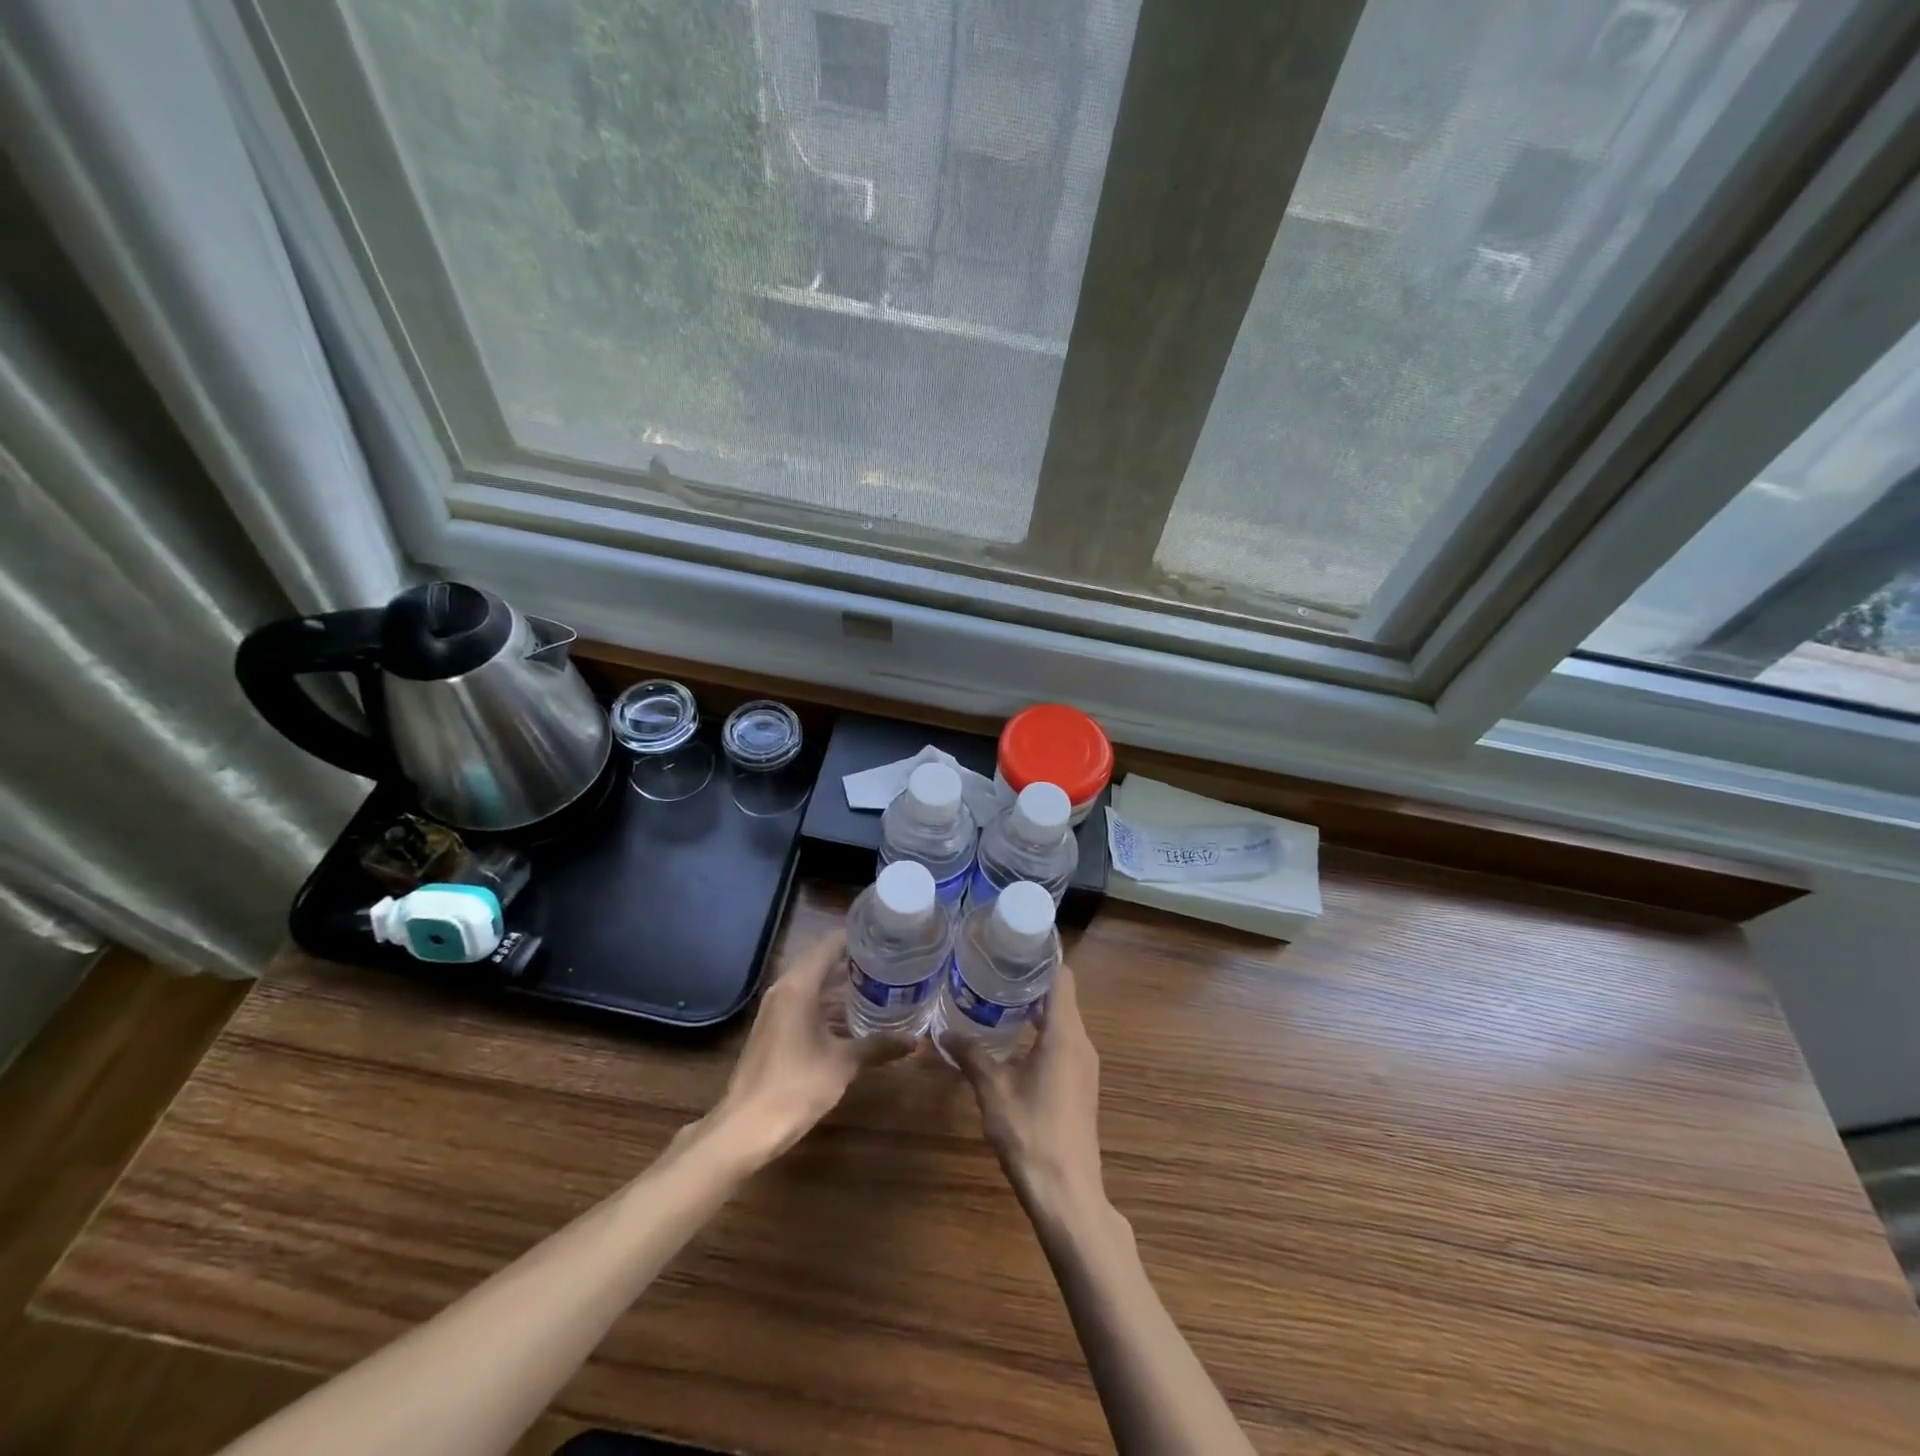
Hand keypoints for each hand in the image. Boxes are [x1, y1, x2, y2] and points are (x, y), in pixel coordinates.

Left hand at [710, 928, 910, 1162]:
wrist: (746, 1128)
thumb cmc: (796, 1086)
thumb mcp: (843, 1064)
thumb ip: (878, 1046)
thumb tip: (914, 1041)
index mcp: (800, 985)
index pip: (832, 944)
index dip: (859, 938)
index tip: (889, 938)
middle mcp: (785, 989)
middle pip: (823, 961)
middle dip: (855, 962)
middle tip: (891, 962)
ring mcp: (776, 1009)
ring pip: (814, 984)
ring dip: (842, 985)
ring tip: (880, 985)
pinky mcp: (774, 1029)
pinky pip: (805, 1002)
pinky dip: (828, 1003)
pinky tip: (853, 1018)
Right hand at [947, 963, 1103, 1218]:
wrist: (1067, 1194)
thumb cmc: (1031, 1133)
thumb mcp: (993, 1090)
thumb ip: (971, 1055)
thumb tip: (943, 1032)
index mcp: (1065, 1034)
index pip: (1061, 977)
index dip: (1040, 957)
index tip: (1011, 945)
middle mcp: (1081, 1043)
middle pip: (1060, 997)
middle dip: (1028, 982)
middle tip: (991, 969)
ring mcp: (1084, 1066)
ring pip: (1061, 1022)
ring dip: (1033, 1010)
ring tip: (994, 1000)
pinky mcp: (1080, 1085)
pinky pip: (1062, 1044)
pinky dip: (1039, 1033)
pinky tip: (1010, 1042)